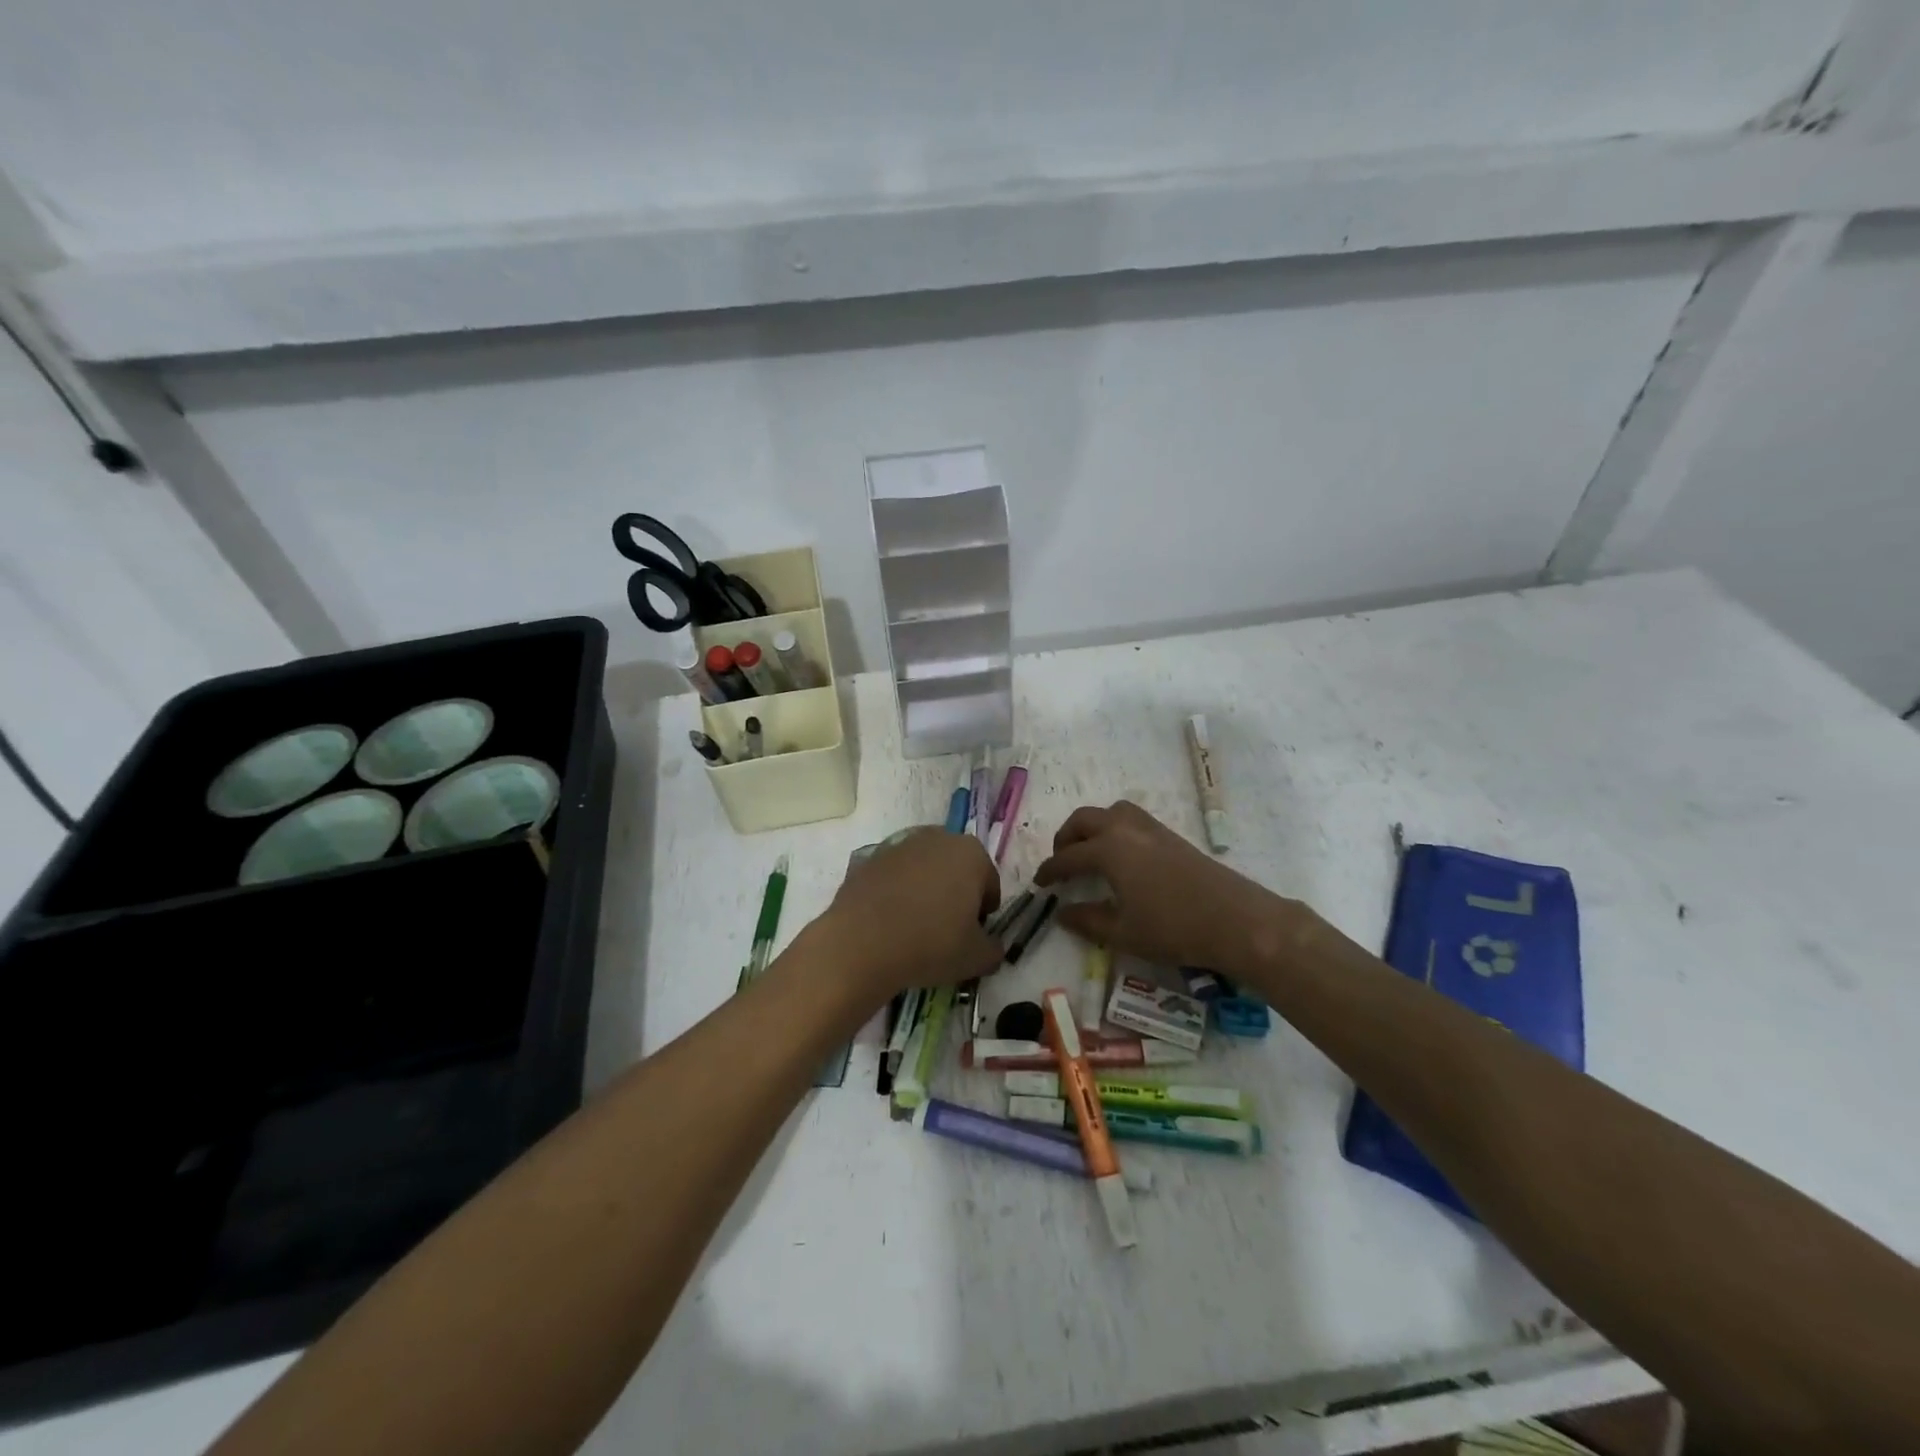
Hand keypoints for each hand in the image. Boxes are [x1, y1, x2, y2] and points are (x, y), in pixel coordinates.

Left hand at [816, 828, 1002, 1001]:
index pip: (989, 882)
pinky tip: (890, 921)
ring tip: (915, 926)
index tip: (973, 934)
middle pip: (955, 868)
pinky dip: (896, 893)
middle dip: (955, 893)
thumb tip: (992, 947)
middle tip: (947, 929)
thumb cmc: (931, 944)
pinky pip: (894, 877)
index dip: (984, 911)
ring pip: (923, 869)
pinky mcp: (869, 858)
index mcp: (971, 854)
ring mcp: (899, 845)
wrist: (861, 943)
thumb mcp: (976, 957)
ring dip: (925, 890)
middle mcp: (937, 838)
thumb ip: (993, 949)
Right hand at [1034, 800, 1297, 971]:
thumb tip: (1061, 913)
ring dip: (1092, 827)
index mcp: (1108, 850)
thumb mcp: (1122, 933)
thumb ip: (1087, 920)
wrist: (1235, 920)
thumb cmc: (1173, 928)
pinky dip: (1114, 828)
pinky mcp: (1171, 835)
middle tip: (1061, 862)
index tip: (1039, 883)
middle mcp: (1125, 829)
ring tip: (1089, 852)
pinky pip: (1131, 818)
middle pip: (1084, 820)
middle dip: (1066, 838)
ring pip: (1110, 812)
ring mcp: (1151, 828)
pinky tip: (1121, 856)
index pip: (1068, 857)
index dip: (1050, 870)